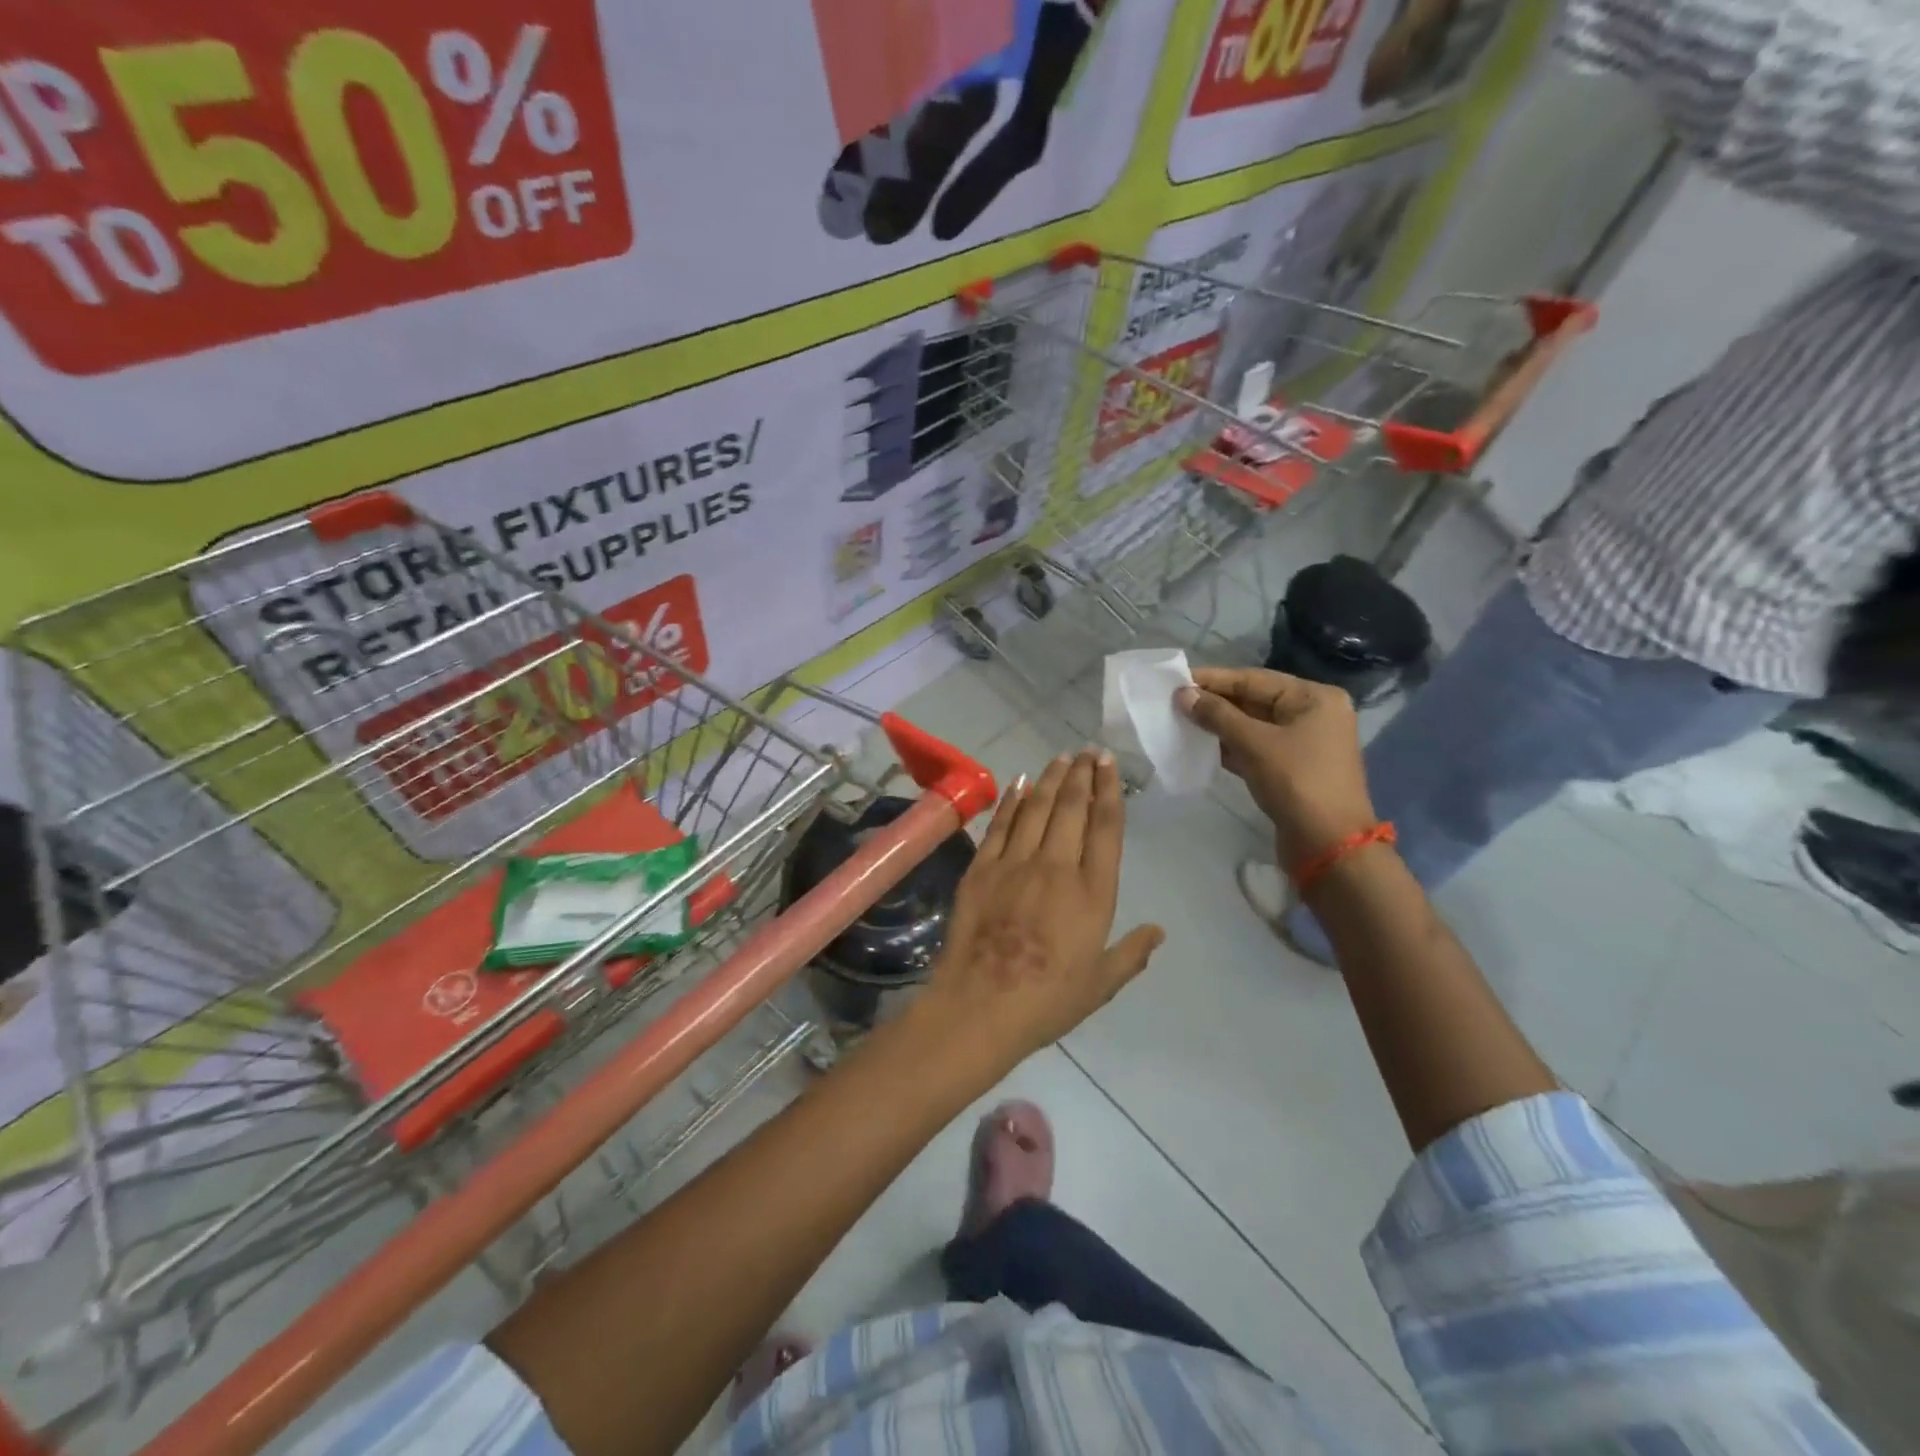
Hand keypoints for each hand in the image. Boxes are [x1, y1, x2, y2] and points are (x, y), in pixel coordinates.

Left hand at [917, 749, 1163, 1072]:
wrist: (981, 1005)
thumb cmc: (1048, 1001)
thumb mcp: (1100, 984)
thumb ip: (1132, 953)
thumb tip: (1158, 931)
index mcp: (1092, 892)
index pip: (1106, 828)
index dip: (1109, 791)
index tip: (1108, 765)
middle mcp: (1056, 866)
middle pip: (1072, 808)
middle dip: (1082, 775)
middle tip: (1087, 752)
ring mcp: (1015, 863)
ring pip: (1037, 808)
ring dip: (1051, 779)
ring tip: (1061, 759)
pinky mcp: (982, 868)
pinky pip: (1000, 825)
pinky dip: (1012, 800)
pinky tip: (1019, 783)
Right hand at [1177, 668, 1377, 866]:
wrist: (1328, 844)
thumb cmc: (1297, 782)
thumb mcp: (1254, 744)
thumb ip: (1217, 715)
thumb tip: (1183, 694)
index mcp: (1314, 698)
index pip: (1255, 679)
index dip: (1214, 679)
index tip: (1178, 680)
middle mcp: (1313, 714)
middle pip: (1255, 700)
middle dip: (1215, 703)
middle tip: (1174, 702)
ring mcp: (1304, 743)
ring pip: (1253, 726)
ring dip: (1219, 725)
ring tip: (1181, 721)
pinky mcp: (1292, 768)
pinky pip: (1256, 747)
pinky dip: (1231, 746)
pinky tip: (1201, 746)